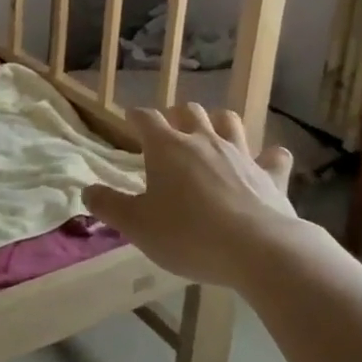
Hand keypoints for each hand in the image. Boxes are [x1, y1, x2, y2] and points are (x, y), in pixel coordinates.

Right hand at [83, 105, 306, 288]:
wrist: (259, 250)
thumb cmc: (188, 234)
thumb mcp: (137, 226)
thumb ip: (109, 206)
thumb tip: (87, 190)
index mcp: (166, 147)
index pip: (146, 118)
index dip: (136, 117)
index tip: (130, 121)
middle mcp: (203, 140)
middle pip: (189, 111)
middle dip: (177, 116)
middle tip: (170, 133)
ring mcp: (241, 154)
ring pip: (229, 121)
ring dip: (218, 123)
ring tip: (212, 135)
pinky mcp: (271, 175)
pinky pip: (274, 156)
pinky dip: (268, 156)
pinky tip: (266, 162)